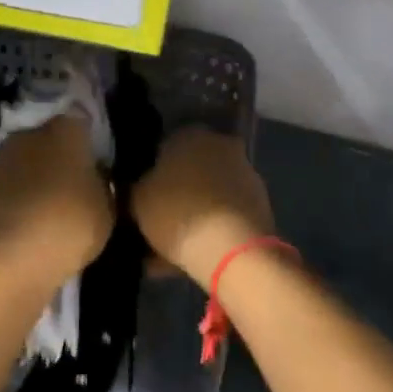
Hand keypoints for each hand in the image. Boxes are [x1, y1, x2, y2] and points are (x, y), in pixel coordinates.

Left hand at [0, 113, 112, 294]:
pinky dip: (5, 199)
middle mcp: (28, 135)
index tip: (92, 159)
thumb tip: (94, 177)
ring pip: (18, 160)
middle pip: (46, 137)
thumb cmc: (65, 230)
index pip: (79, 119)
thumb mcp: (105, 213)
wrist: (2, 265)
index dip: (85, 138)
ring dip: (27, 176)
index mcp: (65, 132)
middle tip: (66, 185)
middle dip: (55, 155)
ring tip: (38, 207)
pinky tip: (13, 224)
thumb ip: (100, 185)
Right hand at [131, 127, 273, 290]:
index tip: (140, 200)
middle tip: (153, 226)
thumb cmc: (177, 213)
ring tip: (168, 252)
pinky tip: (192, 257)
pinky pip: (224, 215)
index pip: (163, 148)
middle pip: (189, 171)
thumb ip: (133, 189)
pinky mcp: (259, 204)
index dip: (149, 176)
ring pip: (207, 195)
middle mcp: (221, 145)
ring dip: (192, 216)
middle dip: (173, 196)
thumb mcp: (137, 200)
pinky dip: (210, 231)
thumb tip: (135, 188)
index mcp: (190, 134)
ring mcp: (244, 174)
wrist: (233, 249)